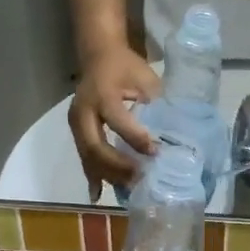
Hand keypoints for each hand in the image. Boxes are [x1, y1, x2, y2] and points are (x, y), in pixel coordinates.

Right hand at [70, 46, 162, 198]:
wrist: (99, 55)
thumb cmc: (126, 66)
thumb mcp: (145, 78)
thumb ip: (156, 103)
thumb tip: (174, 135)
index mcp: (103, 94)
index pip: (118, 121)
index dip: (136, 139)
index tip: (156, 153)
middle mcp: (84, 110)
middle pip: (96, 146)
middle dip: (118, 166)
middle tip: (140, 179)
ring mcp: (75, 123)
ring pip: (88, 156)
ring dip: (108, 175)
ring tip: (130, 188)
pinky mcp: (76, 131)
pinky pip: (83, 157)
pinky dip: (92, 176)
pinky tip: (97, 195)